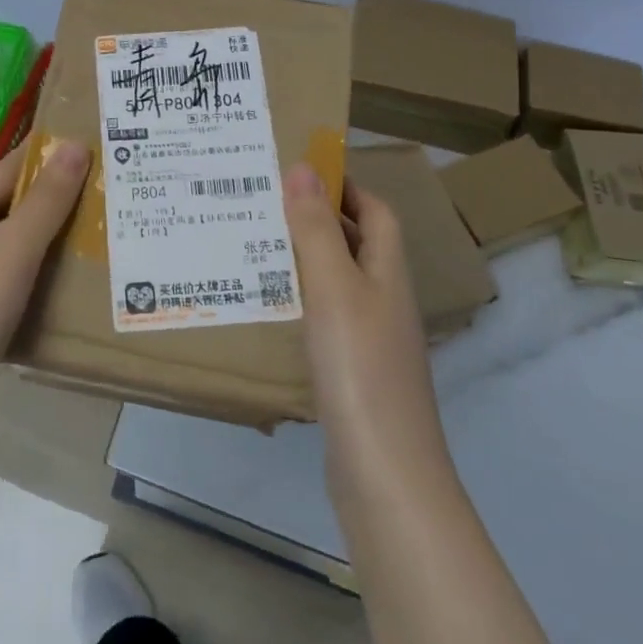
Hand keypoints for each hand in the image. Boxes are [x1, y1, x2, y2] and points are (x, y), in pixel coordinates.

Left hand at [0, 140, 90, 421]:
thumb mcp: (13, 250)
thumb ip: (46, 201)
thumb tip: (75, 145)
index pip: (6, 170)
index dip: (44, 154)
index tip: (86, 143)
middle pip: (4, 210)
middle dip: (49, 201)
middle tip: (101, 195)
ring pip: (3, 251)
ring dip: (41, 244)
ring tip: (89, 242)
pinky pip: (0, 288)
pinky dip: (29, 282)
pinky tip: (55, 295)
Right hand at [283, 163, 448, 490]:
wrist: (385, 476)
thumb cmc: (360, 368)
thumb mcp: (334, 288)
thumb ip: (317, 228)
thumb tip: (304, 167)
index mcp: (388, 274)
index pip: (377, 212)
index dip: (347, 186)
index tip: (301, 170)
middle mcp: (385, 301)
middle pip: (357, 244)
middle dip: (318, 218)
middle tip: (264, 203)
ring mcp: (371, 340)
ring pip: (337, 282)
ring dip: (303, 259)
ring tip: (254, 245)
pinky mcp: (352, 373)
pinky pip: (325, 319)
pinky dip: (299, 302)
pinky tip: (268, 307)